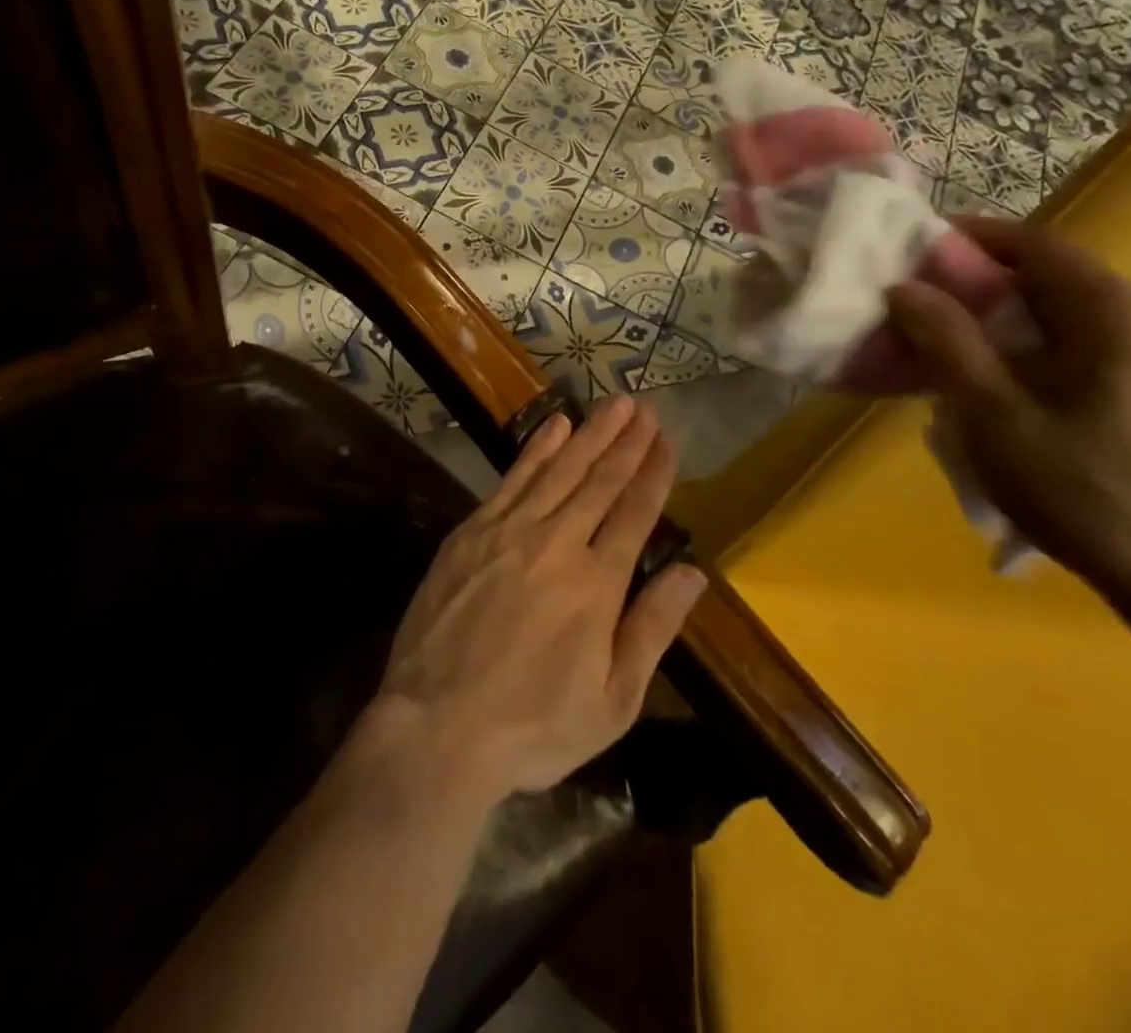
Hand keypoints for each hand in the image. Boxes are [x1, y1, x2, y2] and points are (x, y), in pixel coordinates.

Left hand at [374, 396, 705, 804]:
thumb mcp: (613, 701)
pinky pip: (512, 479)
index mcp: (597, 583)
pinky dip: (537, 449)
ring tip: (614, 404)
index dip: (654, 474)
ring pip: (559, 469)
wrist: (437, 726)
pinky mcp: (471, 532)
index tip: (668, 441)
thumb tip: (693, 574)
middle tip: (646, 407)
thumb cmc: (533, 726)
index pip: (635, 513)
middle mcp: (558, 543)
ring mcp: (509, 531)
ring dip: (590, 433)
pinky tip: (555, 426)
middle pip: (600, 480)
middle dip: (627, 441)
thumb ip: (653, 629)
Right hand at [886, 217, 1130, 617]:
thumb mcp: (994, 415)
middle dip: (983, 286)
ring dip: (1010, 323)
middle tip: (924, 311)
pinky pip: (1094, 352)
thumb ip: (947, 343)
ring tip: (959, 355)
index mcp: (1115, 313)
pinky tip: (1013, 394)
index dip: (971, 239)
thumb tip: (905, 287)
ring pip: (1072, 319)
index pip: (1036, 245)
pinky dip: (1041, 352)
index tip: (916, 250)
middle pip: (1054, 280)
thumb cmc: (1084, 491)